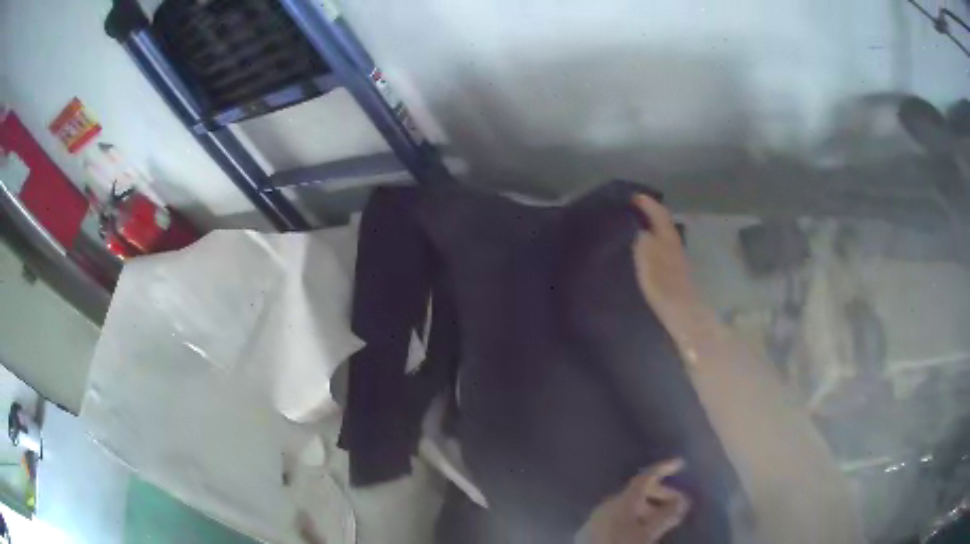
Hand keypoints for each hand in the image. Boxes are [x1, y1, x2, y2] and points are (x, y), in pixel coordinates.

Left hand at [582, 458, 691, 543]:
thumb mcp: (649, 532)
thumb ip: (667, 515)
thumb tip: (682, 500)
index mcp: (622, 500)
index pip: (645, 476)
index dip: (664, 468)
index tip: (681, 463)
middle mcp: (608, 503)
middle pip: (638, 492)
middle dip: (661, 495)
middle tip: (677, 504)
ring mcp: (597, 516)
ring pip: (627, 505)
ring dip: (648, 508)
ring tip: (662, 520)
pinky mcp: (591, 529)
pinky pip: (617, 516)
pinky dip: (633, 517)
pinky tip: (641, 528)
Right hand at [629, 194, 702, 333]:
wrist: (684, 316)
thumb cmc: (665, 289)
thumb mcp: (650, 265)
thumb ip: (644, 245)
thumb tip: (641, 231)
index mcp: (669, 241)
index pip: (660, 215)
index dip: (648, 204)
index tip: (633, 197)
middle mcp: (675, 246)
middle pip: (664, 223)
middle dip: (650, 214)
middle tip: (633, 209)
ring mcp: (677, 259)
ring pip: (664, 236)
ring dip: (652, 228)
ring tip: (635, 227)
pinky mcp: (675, 272)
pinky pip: (663, 249)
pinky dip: (654, 242)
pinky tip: (645, 250)